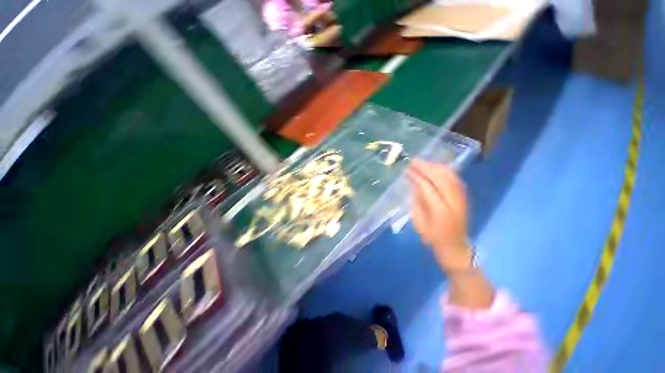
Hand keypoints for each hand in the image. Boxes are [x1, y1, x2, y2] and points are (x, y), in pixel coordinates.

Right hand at [408, 160, 472, 273]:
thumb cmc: (433, 237)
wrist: (455, 246)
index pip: (427, 187)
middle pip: (441, 178)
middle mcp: (453, 202)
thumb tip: (414, 183)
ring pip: (450, 176)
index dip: (417, 176)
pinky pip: (455, 178)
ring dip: (435, 166)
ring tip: (423, 162)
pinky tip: (436, 167)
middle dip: (426, 167)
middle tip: (414, 161)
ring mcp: (461, 198)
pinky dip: (445, 170)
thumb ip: (417, 201)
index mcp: (439, 211)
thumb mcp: (419, 222)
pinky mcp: (464, 197)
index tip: (407, 170)